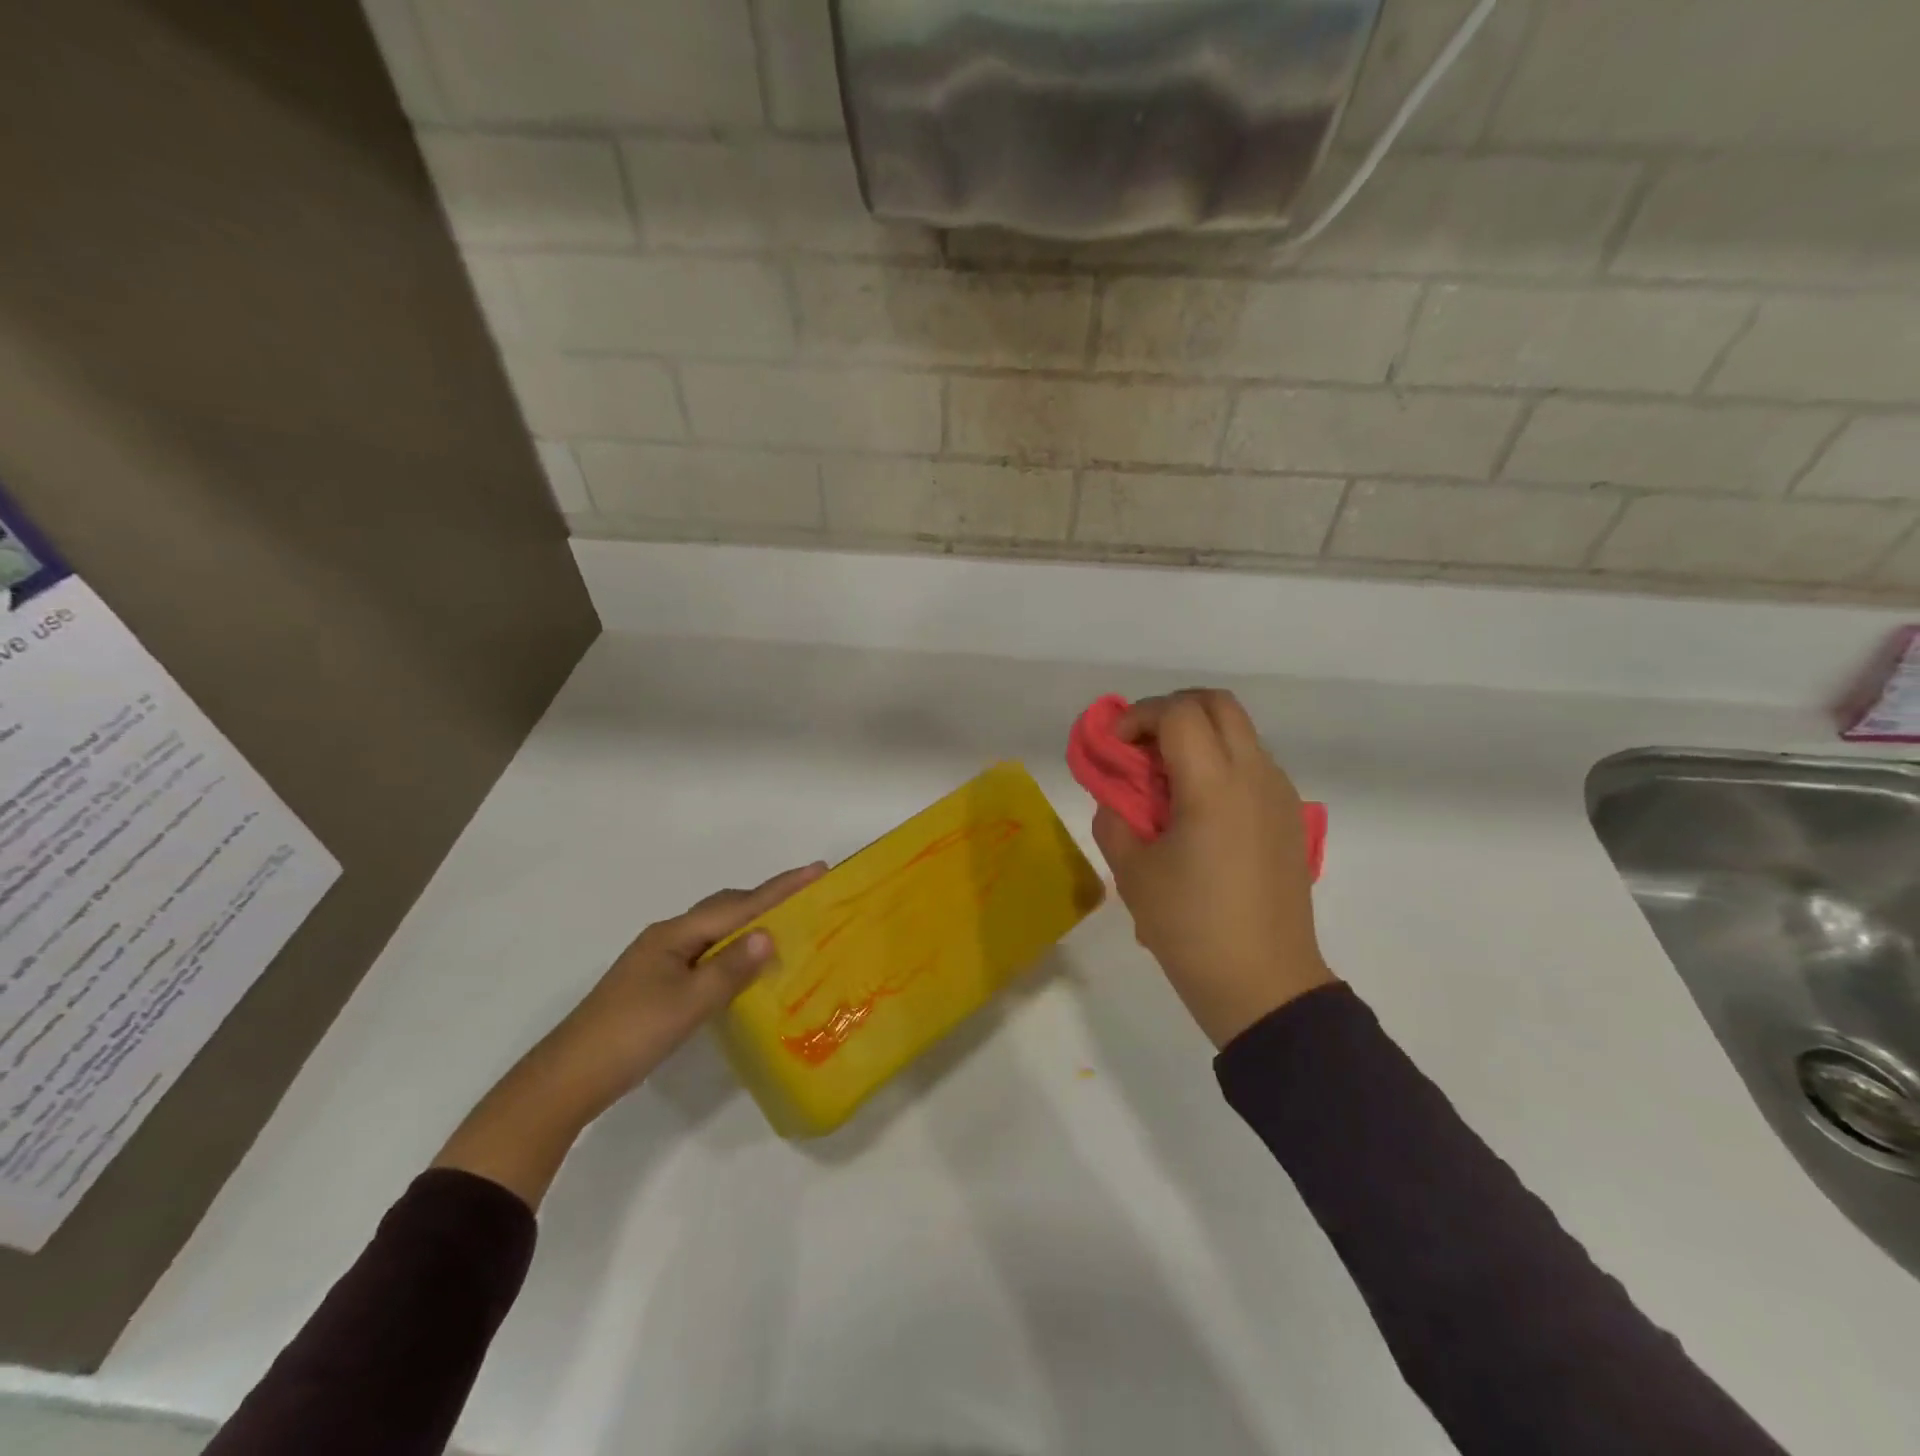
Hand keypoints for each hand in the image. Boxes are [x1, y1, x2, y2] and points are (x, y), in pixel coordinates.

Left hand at [547, 862, 828, 1106]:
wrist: (568, 1078)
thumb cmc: (632, 1035)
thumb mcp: (689, 1003)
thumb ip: (731, 968)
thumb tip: (768, 934)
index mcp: (675, 934)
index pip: (738, 905)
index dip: (780, 888)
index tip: (817, 869)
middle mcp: (667, 938)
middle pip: (725, 909)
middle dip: (766, 899)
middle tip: (806, 896)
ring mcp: (659, 960)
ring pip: (715, 931)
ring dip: (749, 924)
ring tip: (785, 926)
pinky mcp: (656, 983)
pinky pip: (706, 953)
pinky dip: (733, 950)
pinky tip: (745, 967)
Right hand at [1091, 689, 1332, 1048]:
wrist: (1263, 984)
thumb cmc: (1189, 927)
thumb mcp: (1131, 873)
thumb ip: (1114, 818)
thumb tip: (1117, 795)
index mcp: (1214, 785)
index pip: (1179, 712)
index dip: (1139, 716)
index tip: (1115, 748)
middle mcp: (1255, 776)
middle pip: (1218, 704)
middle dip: (1172, 711)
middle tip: (1140, 746)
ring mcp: (1280, 794)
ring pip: (1240, 731)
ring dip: (1198, 735)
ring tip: (1165, 779)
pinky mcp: (1290, 817)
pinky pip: (1254, 763)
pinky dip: (1220, 761)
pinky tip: (1197, 807)